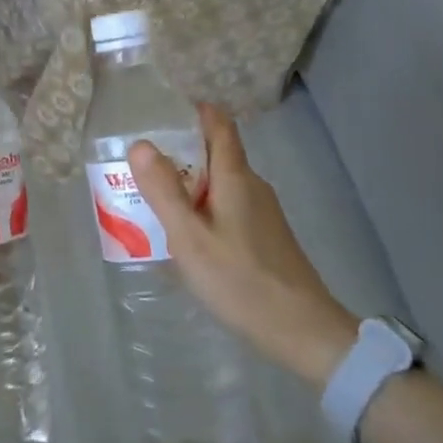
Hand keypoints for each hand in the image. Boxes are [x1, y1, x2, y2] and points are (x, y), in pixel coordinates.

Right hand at [130, 105, 359, 385]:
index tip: (162, 113)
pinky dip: (203, 210)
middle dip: (179, 154)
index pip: (219, 124)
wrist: (302, 331)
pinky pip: (228, 207)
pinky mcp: (266, 237)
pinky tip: (185, 237)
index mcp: (235, 177)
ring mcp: (263, 212)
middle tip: (140, 167)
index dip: (194, 111)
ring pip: (220, 184)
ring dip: (189, 186)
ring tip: (153, 202)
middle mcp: (252, 185)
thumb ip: (164, 191)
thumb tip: (141, 144)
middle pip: (215, 154)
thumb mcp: (190, 238)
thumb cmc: (241, 280)